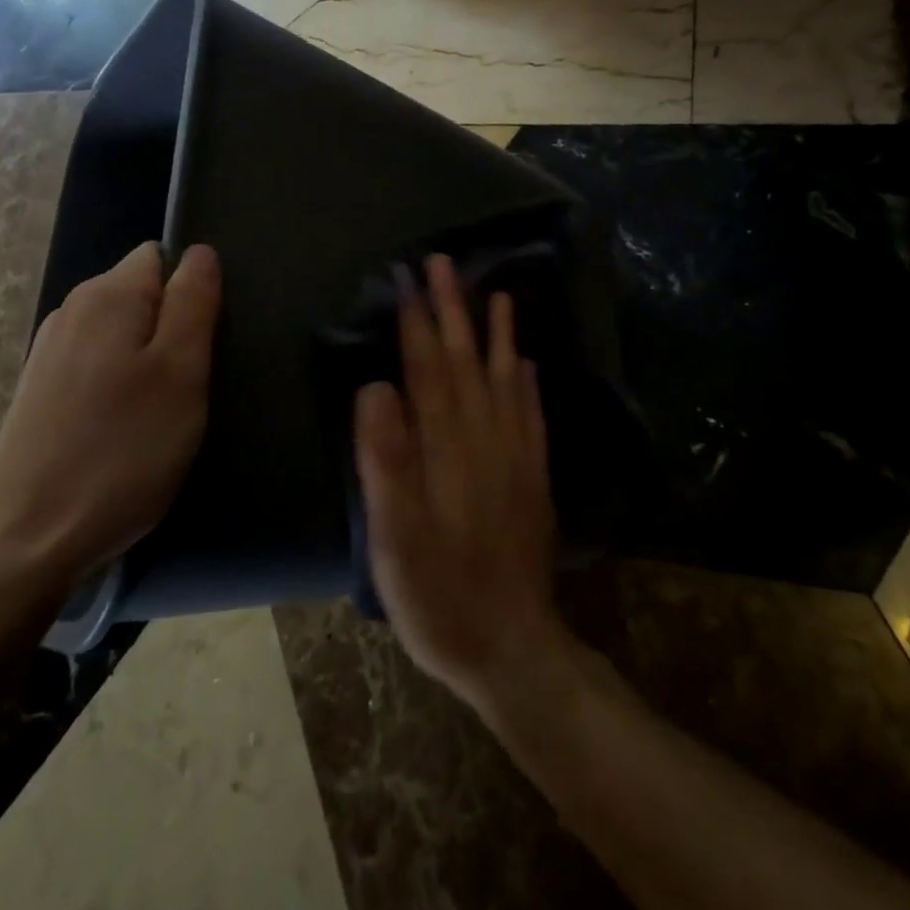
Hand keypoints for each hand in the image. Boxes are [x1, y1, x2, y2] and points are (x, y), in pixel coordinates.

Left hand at [0, 241, 220, 587]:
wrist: (28, 541)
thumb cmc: (122, 451)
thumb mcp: (180, 372)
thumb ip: (194, 302)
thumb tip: (200, 252)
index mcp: (106, 296)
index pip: (162, 258)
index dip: (191, 292)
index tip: (202, 344)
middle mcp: (71, 311)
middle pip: (141, 294)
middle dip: (172, 329)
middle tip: (187, 386)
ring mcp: (48, 353)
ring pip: (120, 334)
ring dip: (147, 361)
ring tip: (159, 413)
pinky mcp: (39, 392)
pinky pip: (96, 366)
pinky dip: (118, 386)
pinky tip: (122, 430)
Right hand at [354, 253, 566, 709]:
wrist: (512, 646)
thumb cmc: (439, 594)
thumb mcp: (395, 537)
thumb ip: (386, 459)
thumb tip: (376, 388)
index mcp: (447, 447)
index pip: (429, 368)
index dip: (417, 320)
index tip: (408, 277)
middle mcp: (485, 438)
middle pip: (467, 360)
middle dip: (454, 309)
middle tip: (444, 263)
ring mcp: (515, 456)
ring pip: (505, 378)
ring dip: (497, 333)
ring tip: (496, 294)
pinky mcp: (533, 477)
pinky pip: (531, 414)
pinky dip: (528, 382)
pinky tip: (527, 363)